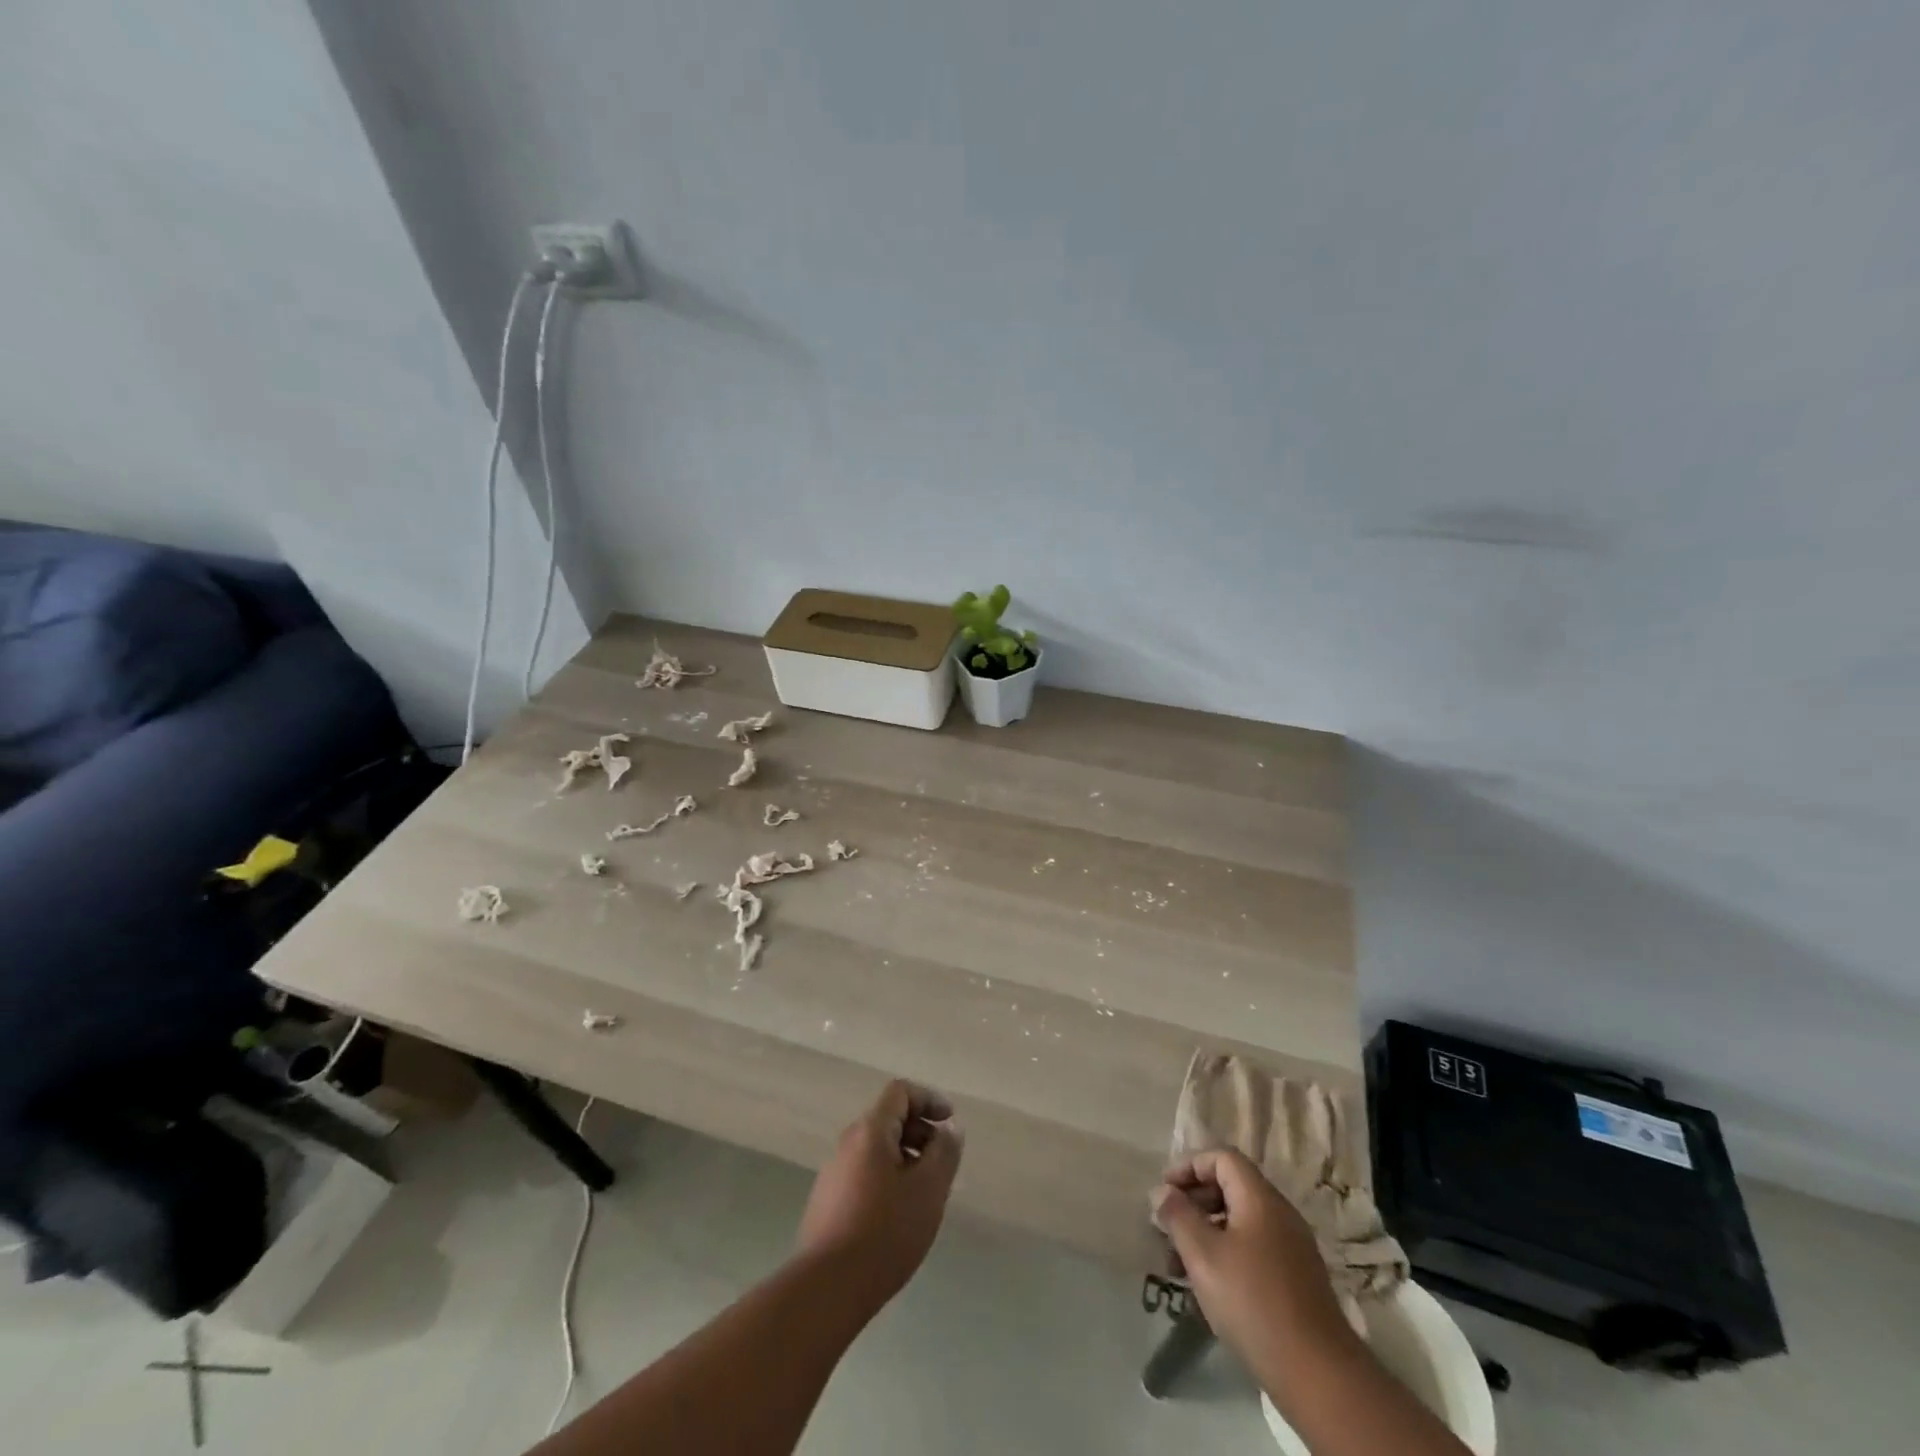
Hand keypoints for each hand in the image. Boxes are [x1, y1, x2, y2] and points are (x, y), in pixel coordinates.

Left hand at [797, 1080, 963, 1306]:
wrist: (826, 1289)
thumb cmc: (885, 1231)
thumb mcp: (928, 1189)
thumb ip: (944, 1152)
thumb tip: (950, 1129)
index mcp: (870, 1130)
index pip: (900, 1092)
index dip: (929, 1099)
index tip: (950, 1123)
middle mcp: (848, 1143)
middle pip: (888, 1120)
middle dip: (921, 1133)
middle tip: (942, 1164)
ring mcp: (833, 1173)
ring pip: (877, 1150)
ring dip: (906, 1159)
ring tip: (925, 1195)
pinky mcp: (827, 1203)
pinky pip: (865, 1175)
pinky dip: (888, 1180)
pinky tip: (899, 1218)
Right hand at [1150, 1149, 1352, 1377]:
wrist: (1320, 1375)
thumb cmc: (1253, 1302)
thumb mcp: (1203, 1255)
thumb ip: (1178, 1216)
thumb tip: (1162, 1192)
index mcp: (1260, 1198)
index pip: (1222, 1158)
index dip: (1189, 1166)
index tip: (1165, 1191)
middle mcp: (1280, 1213)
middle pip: (1231, 1187)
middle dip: (1194, 1202)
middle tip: (1168, 1228)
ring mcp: (1293, 1247)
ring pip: (1240, 1221)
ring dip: (1207, 1232)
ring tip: (1181, 1264)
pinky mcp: (1297, 1278)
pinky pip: (1254, 1247)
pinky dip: (1227, 1253)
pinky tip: (1210, 1287)